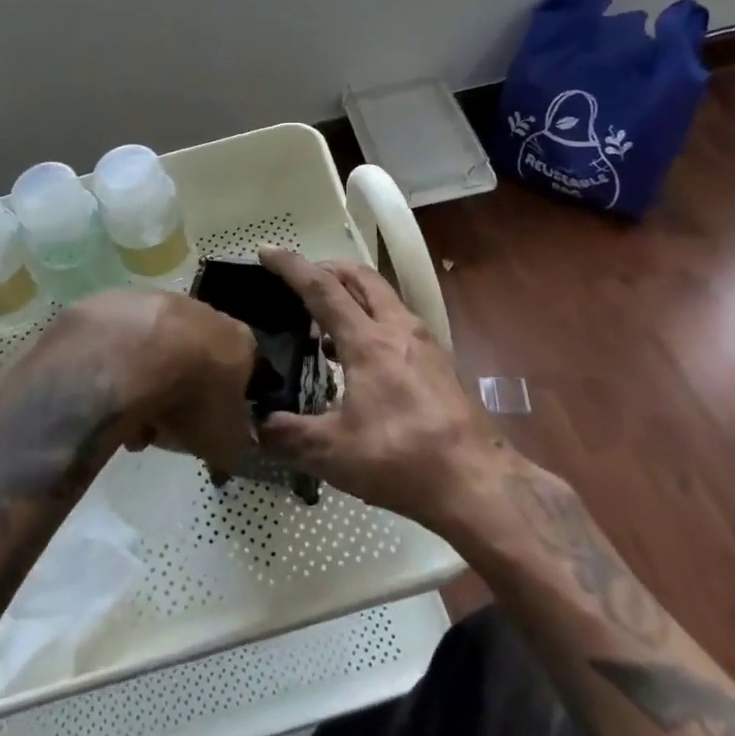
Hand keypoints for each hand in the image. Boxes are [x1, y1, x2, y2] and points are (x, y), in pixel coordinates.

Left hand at [46, 289, 256, 477]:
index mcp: (240, 340)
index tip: (203, 430)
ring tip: (127, 417)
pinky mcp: (122, 300)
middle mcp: (207, 312)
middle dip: (181, 394)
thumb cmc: (191, 399)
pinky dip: (119, 366)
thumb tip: (230, 443)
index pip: (242, 372)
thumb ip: (235, 440)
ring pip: (159, 350)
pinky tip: (107, 391)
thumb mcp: (227, 442)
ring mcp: (162, 301)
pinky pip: (125, 341)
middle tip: (161, 427)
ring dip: (148, 382)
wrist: (133, 357)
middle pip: (197, 359)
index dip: (223, 404)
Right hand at [256, 247, 513, 531]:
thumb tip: (256, 427)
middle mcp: (398, 328)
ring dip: (352, 295)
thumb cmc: (401, 460)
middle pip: (360, 277)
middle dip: (327, 268)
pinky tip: (360, 358)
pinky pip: (398, 322)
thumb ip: (288, 435)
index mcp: (368, 341)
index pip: (322, 288)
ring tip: (325, 322)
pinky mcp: (440, 363)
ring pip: (383, 298)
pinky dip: (372, 321)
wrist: (478, 484)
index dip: (291, 266)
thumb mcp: (332, 453)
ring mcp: (425, 343)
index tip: (266, 251)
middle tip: (300, 280)